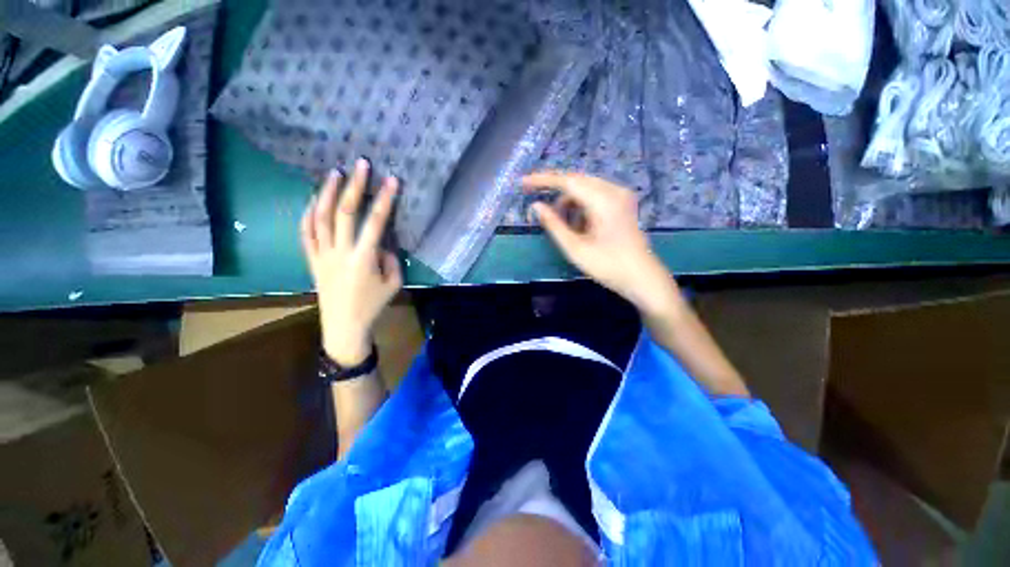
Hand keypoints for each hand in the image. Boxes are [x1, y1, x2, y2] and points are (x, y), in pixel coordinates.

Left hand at [301, 159, 401, 365]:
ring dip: (326, 192)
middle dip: (354, 186)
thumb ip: (391, 259)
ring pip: (319, 217)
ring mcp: (321, 254)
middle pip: (344, 212)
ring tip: (334, 173)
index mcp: (363, 259)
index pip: (375, 222)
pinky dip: (308, 213)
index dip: (384, 200)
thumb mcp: (394, 283)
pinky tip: (313, 199)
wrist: (344, 326)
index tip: (391, 180)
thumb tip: (382, 243)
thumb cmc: (373, 305)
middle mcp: (340, 251)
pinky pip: (305, 232)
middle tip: (360, 164)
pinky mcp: (311, 259)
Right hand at [523, 171, 677, 315]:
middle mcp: (614, 190)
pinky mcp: (623, 203)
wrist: (642, 278)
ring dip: (568, 202)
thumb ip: (553, 224)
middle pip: (576, 181)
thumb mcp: (575, 248)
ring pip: (585, 188)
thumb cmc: (608, 266)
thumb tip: (536, 206)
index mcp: (603, 200)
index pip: (567, 181)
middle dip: (554, 191)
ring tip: (561, 224)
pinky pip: (595, 195)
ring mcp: (621, 195)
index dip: (543, 181)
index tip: (523, 183)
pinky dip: (581, 206)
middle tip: (536, 205)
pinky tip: (578, 224)